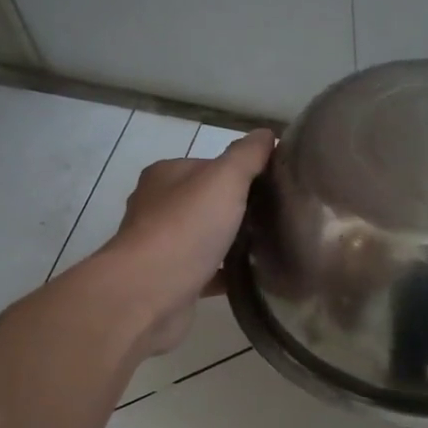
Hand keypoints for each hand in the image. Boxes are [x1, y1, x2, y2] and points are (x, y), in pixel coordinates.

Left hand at [101, 129, 273, 354]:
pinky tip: (253, 277)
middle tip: (278, 218)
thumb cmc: (185, 229)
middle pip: (208, 202)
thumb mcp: (224, 180)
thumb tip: (266, 133)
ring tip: (272, 246)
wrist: (148, 294)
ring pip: (206, 237)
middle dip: (240, 209)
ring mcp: (162, 246)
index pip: (211, 166)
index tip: (276, 188)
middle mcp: (158, 207)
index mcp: (166, 176)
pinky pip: (207, 271)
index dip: (243, 174)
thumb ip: (246, 156)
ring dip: (233, 242)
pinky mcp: (171, 281)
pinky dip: (227, 273)